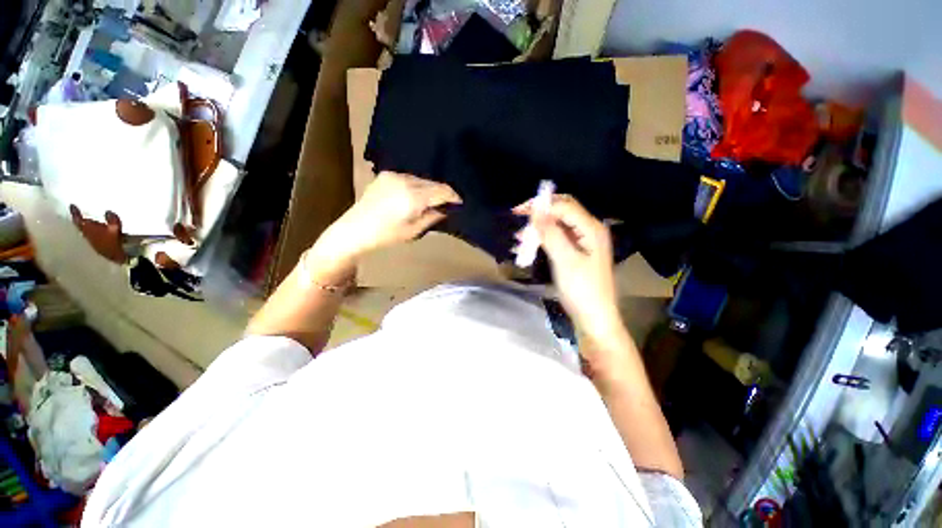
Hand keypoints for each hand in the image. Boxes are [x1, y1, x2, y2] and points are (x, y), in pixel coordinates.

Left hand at [311, 172, 461, 274]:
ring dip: (429, 189)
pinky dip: (417, 186)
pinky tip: (416, 196)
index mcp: (413, 196)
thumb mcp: (413, 231)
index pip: (442, 190)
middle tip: (448, 204)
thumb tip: (445, 210)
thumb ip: (432, 217)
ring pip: (421, 179)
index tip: (460, 203)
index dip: (453, 196)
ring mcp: (394, 175)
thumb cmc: (386, 235)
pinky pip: (409, 178)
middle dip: (442, 193)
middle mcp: (405, 180)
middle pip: (433, 183)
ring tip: (432, 201)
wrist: (354, 230)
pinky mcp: (386, 175)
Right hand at [514, 195, 625, 349]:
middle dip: (539, 214)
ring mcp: (583, 241)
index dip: (542, 205)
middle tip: (518, 220)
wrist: (594, 317)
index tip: (518, 212)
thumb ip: (551, 233)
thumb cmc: (582, 290)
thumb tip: (536, 210)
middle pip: (562, 211)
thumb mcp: (565, 260)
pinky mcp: (576, 252)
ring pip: (557, 225)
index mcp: (591, 228)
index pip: (564, 206)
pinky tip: (528, 246)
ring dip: (538, 227)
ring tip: (519, 238)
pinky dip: (542, 239)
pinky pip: (557, 238)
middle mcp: (589, 230)